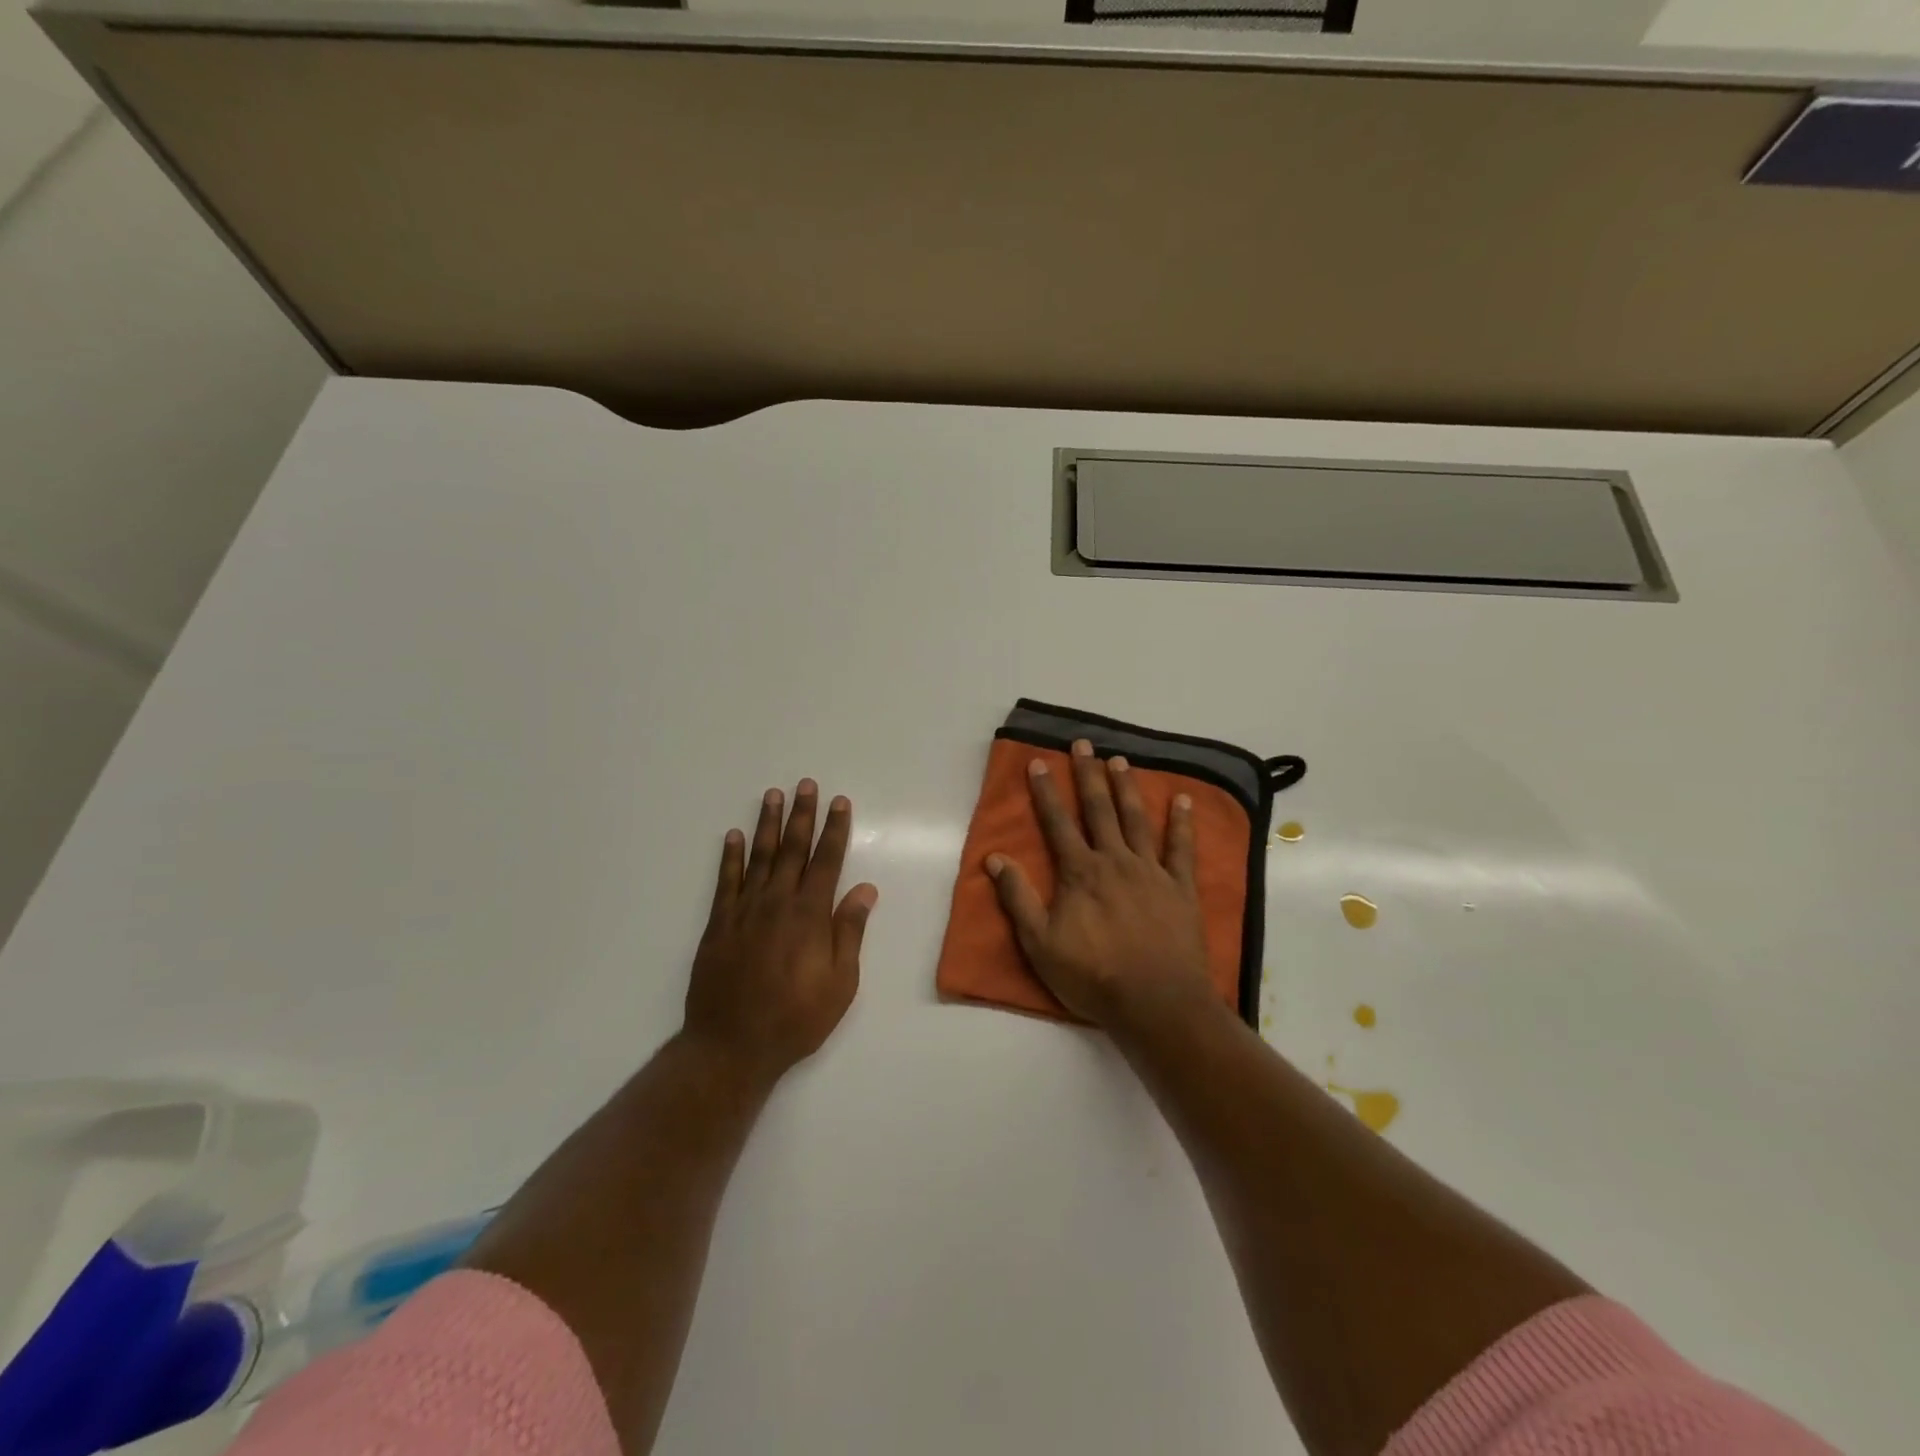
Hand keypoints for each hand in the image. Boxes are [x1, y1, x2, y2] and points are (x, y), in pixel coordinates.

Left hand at [684, 780, 877, 1087]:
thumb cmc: (796, 1018)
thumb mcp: (840, 982)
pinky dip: (729, 857)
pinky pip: (725, 882)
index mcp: (810, 915)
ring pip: (758, 857)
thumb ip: (849, 932)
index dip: (835, 830)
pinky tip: (732, 836)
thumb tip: (865, 889)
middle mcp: (777, 903)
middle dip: (802, 815)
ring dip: (766, 824)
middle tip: (805, 785)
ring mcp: (744, 911)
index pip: (826, 861)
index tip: (840, 802)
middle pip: (792, 849)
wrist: (731, 1046)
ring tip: (772, 795)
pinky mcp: (718, 925)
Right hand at [986, 740, 1213, 1026]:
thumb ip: (1018, 898)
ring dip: (1126, 788)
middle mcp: (1114, 861)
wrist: (1156, 1003)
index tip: (1039, 762)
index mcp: (1080, 873)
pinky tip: (1182, 800)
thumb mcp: (1040, 944)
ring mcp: (1151, 872)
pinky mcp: (1180, 888)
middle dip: (1088, 775)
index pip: (1057, 823)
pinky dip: (1182, 823)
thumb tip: (994, 858)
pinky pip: (1182, 849)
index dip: (1046, 792)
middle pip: (1099, 810)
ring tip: (1120, 761)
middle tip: (1083, 744)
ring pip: (1136, 820)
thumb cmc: (1093, 976)